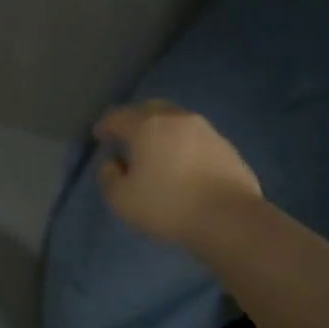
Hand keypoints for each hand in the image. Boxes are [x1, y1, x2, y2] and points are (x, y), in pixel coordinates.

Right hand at [93, 101, 260, 247]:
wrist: (229, 218)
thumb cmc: (167, 205)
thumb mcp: (121, 199)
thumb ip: (109, 177)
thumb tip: (114, 163)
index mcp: (146, 127)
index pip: (118, 117)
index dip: (105, 126)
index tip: (99, 137)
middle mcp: (176, 119)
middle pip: (150, 109)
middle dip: (135, 119)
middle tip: (127, 137)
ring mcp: (206, 131)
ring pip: (177, 121)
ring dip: (162, 131)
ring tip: (156, 151)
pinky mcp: (227, 148)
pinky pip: (196, 138)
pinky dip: (184, 145)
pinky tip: (182, 164)